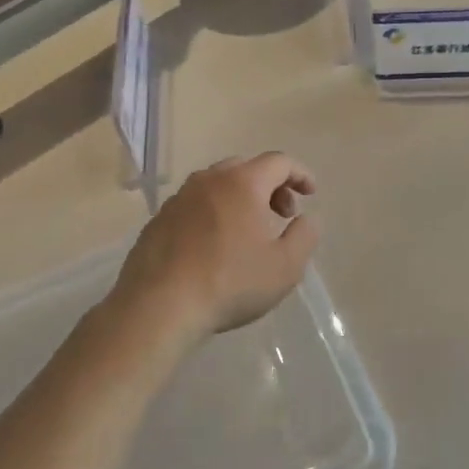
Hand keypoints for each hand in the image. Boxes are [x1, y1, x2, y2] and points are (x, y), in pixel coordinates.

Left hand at [113, 152, 319, 335]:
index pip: (279, 162)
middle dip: (270, 186)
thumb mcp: (285, 266)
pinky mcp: (158, 221)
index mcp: (242, 183)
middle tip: (281, 214)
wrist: (158, 307)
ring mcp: (179, 199)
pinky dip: (213, 214)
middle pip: (246, 168)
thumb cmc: (230, 283)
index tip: (311, 194)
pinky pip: (194, 206)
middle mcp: (208, 180)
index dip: (300, 174)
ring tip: (248, 232)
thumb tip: (307, 218)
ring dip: (240, 199)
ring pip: (217, 185)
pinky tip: (214, 246)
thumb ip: (305, 236)